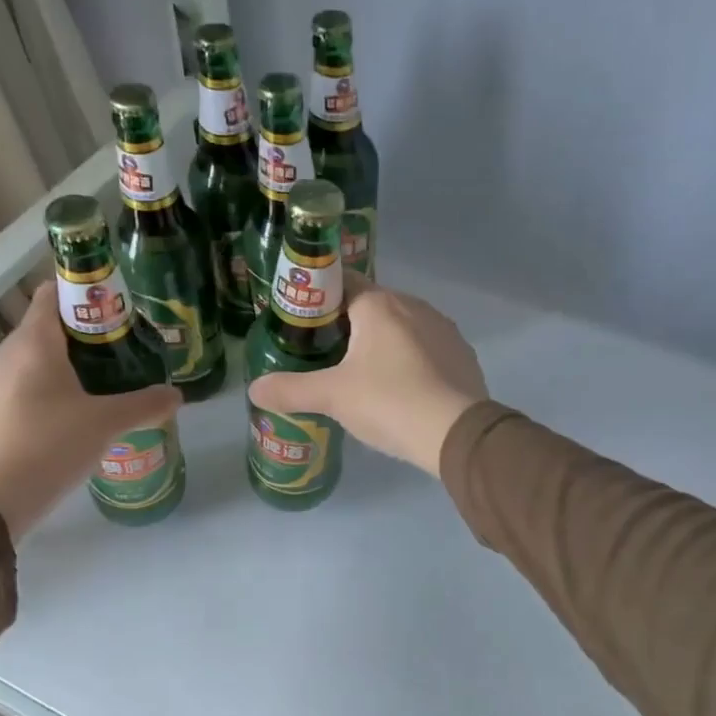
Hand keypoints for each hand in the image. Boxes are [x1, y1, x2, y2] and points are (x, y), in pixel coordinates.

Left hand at [0, 283, 180, 536]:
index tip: (116, 313)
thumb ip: (144, 405)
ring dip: (61, 371)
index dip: (85, 295)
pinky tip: (61, 426)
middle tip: (119, 359)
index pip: (53, 294)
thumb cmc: (47, 447)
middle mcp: (3, 355)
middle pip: (45, 331)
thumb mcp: (105, 425)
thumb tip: (176, 395)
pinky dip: (40, 396)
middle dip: (82, 340)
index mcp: (33, 343)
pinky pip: (15, 392)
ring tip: (95, 394)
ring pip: (29, 364)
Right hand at [246, 284, 486, 477]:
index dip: (319, 300)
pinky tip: (402, 390)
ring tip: (363, 377)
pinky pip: (427, 349)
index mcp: (379, 304)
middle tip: (326, 357)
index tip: (304, 326)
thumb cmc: (388, 401)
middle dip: (349, 326)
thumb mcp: (332, 397)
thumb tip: (253, 389)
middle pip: (372, 306)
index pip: (342, 282)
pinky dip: (411, 361)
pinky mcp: (462, 355)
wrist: (456, 433)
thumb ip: (290, 390)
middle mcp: (414, 305)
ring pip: (402, 327)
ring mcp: (443, 329)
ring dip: (383, 344)